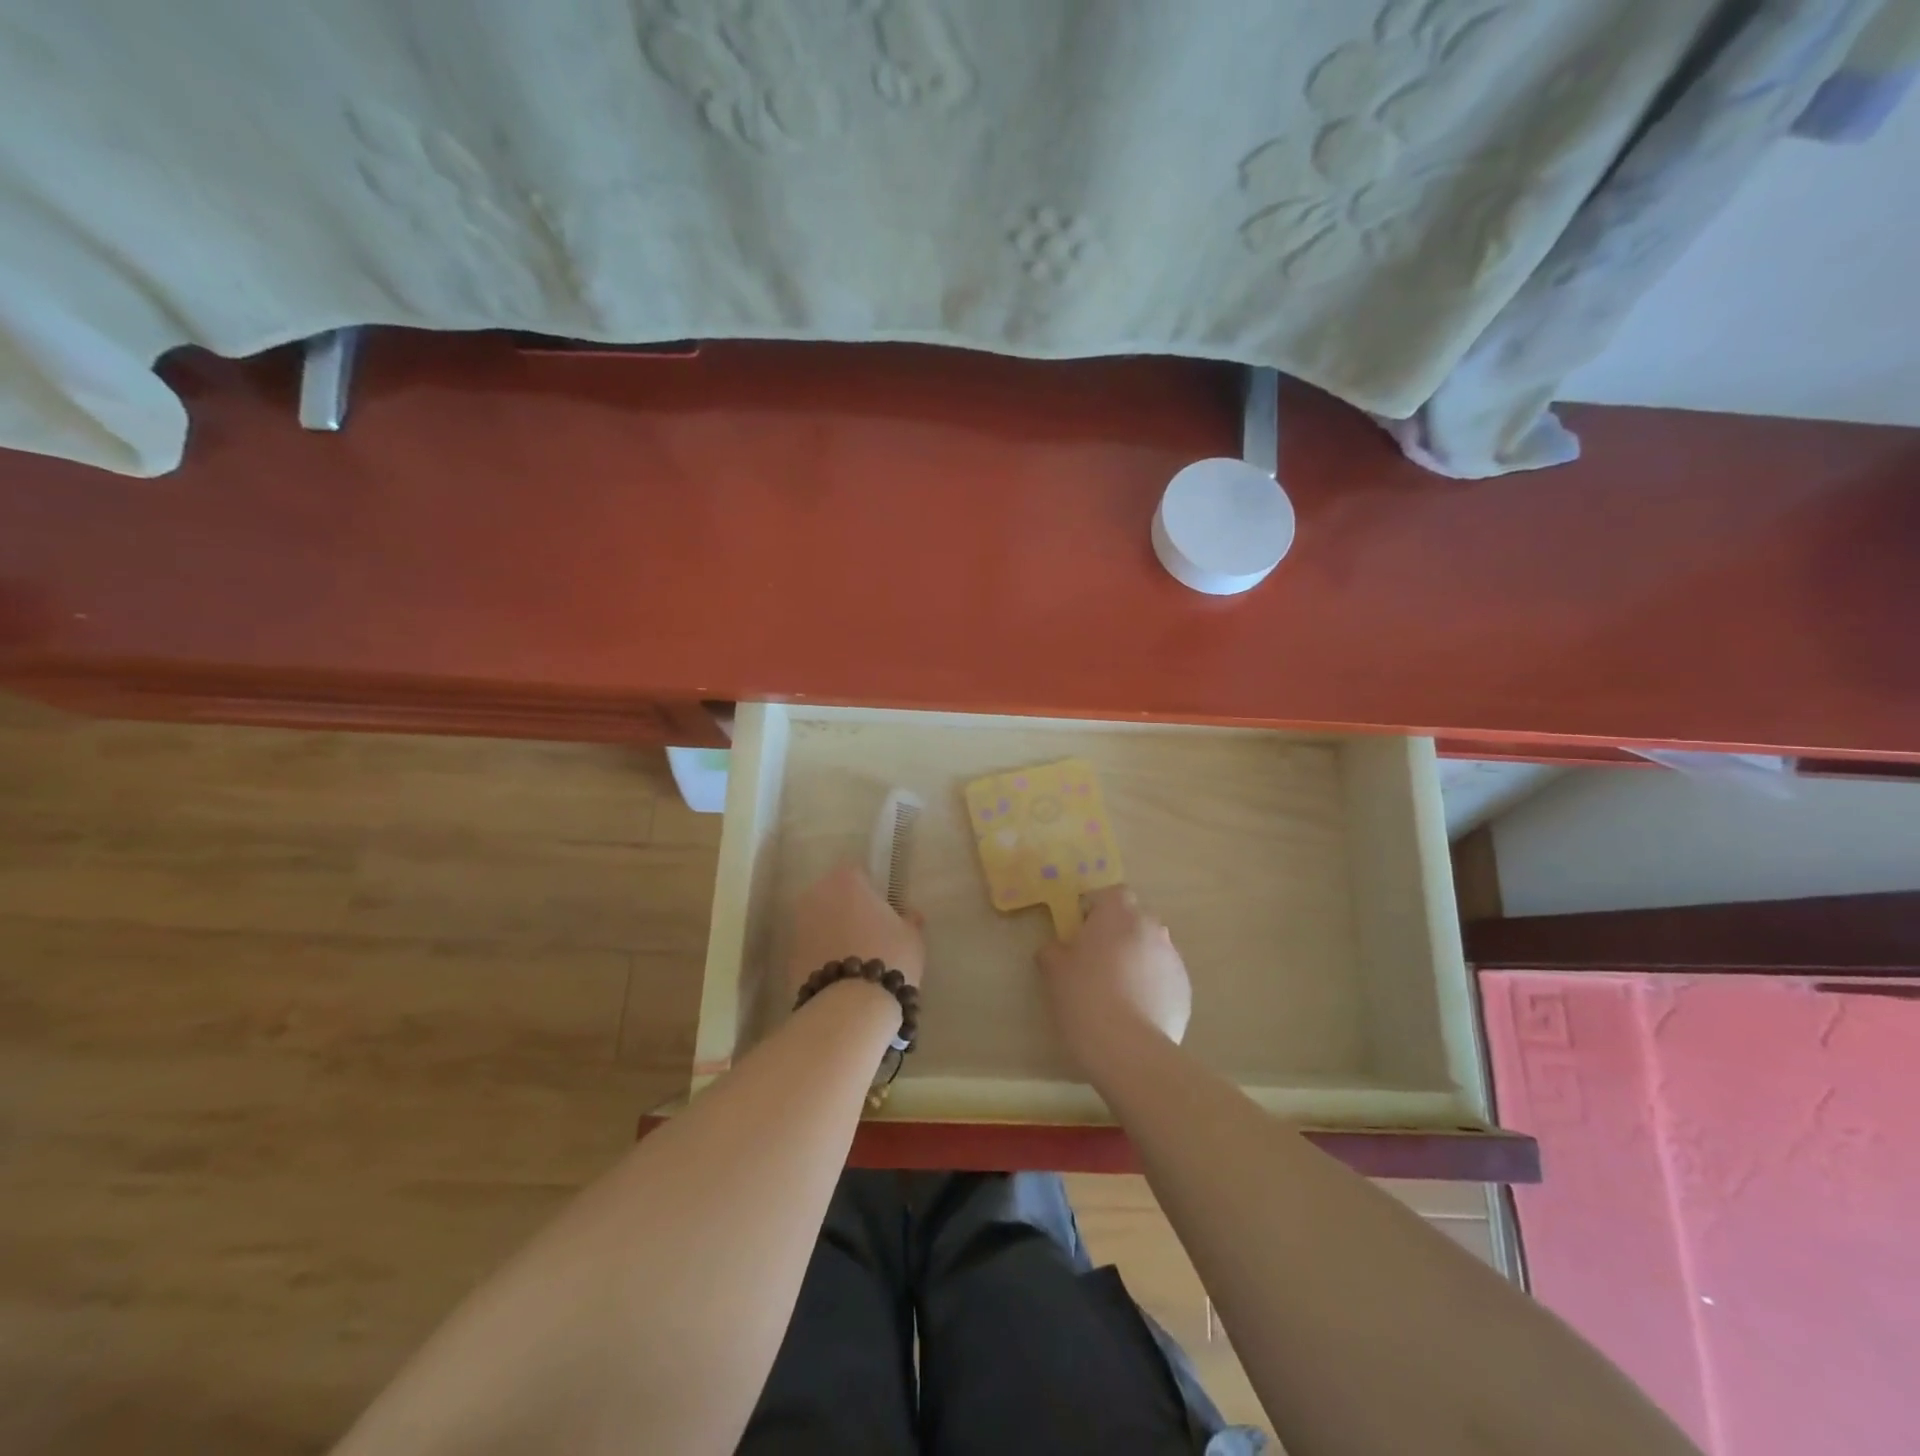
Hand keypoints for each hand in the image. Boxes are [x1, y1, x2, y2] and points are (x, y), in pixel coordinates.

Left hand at [787, 862, 925, 999]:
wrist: (851, 1005)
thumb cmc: (889, 956)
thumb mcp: (911, 937)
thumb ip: (909, 921)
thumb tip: (911, 915)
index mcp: (846, 881)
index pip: (857, 875)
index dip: (870, 892)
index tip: (882, 912)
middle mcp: (816, 895)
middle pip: (833, 897)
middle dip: (847, 911)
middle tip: (869, 935)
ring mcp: (798, 926)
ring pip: (819, 923)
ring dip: (832, 934)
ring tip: (855, 959)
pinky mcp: (788, 957)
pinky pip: (810, 949)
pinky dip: (821, 956)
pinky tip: (840, 976)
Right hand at [1036, 886, 1189, 1077]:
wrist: (1128, 1049)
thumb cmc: (1085, 997)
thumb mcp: (1053, 970)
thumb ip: (1053, 950)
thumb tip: (1057, 949)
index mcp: (1118, 913)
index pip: (1112, 894)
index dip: (1097, 910)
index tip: (1083, 933)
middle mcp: (1152, 927)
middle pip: (1134, 920)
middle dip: (1118, 935)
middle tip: (1097, 963)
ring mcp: (1173, 959)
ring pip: (1151, 949)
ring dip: (1136, 960)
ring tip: (1117, 993)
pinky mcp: (1185, 990)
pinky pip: (1163, 978)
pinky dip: (1151, 987)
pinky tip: (1135, 1013)